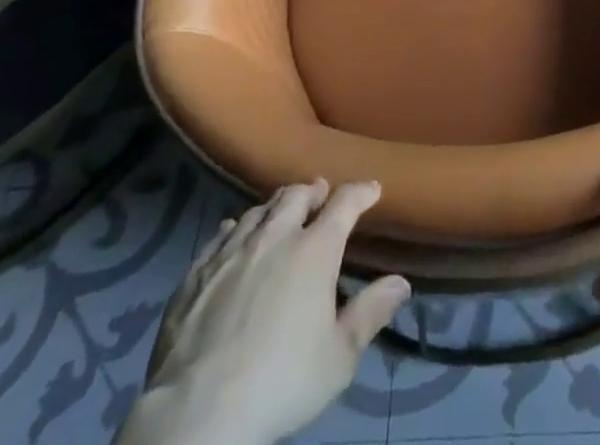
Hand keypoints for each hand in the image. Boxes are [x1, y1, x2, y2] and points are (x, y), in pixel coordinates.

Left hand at [122, 180, 409, 444]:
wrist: (198, 411)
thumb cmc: (280, 381)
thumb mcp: (339, 358)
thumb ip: (370, 314)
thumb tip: (401, 282)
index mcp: (315, 250)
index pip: (345, 204)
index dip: (361, 192)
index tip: (372, 188)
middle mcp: (276, 236)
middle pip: (297, 196)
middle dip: (313, 191)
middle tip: (320, 193)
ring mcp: (232, 251)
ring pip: (259, 211)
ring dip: (275, 207)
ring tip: (281, 211)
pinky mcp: (197, 272)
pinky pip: (221, 235)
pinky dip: (236, 228)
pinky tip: (235, 233)